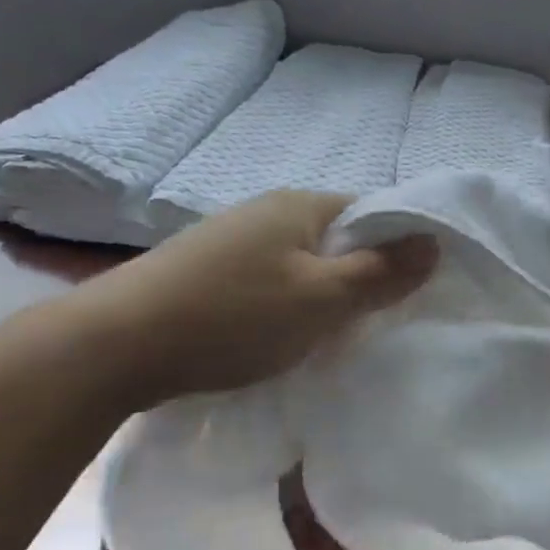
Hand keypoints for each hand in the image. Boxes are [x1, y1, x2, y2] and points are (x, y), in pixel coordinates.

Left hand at [69, 191, 437, 403]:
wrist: (115, 344)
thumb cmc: (233, 316)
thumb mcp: (321, 299)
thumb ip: (381, 273)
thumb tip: (435, 241)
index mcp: (301, 205)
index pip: (372, 212)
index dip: (397, 248)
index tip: (407, 293)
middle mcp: (267, 210)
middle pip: (336, 238)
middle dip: (357, 278)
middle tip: (367, 325)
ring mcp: (231, 238)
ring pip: (299, 263)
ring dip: (319, 296)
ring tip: (322, 339)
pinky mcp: (204, 269)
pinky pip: (266, 280)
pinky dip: (282, 305)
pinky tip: (272, 337)